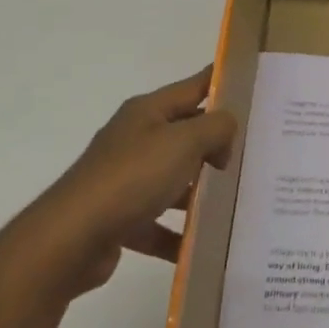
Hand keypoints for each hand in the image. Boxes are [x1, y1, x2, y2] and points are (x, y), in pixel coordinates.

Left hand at [13, 67, 238, 298]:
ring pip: (174, 179)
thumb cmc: (132, 177)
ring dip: (201, 191)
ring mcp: (126, 179)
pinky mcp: (121, 217)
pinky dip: (179, 233)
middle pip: (186, 133)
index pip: (194, 86)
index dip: (222, 82)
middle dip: (219, 142)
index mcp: (148, 112)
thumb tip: (225, 131)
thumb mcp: (184, 142)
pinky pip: (159, 222)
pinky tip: (203, 244)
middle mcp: (136, 139)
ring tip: (237, 201)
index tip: (253, 86)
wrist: (71, 238)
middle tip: (257, 152)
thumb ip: (215, 128)